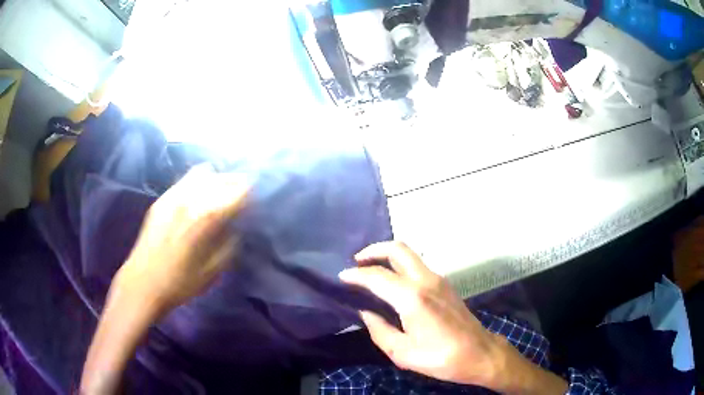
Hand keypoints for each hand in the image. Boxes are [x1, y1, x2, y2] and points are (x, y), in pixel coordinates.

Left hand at [118, 165, 248, 311]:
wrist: (142, 283)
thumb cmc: (180, 283)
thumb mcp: (213, 271)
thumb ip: (229, 244)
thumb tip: (236, 226)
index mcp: (205, 218)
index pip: (237, 191)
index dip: (249, 193)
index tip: (254, 201)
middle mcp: (190, 199)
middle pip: (221, 177)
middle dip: (236, 183)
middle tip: (241, 196)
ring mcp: (173, 196)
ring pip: (203, 173)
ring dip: (217, 180)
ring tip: (219, 194)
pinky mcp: (161, 199)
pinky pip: (185, 180)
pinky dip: (198, 183)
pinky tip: (198, 198)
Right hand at [339, 241, 500, 385]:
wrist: (479, 353)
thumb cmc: (441, 358)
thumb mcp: (403, 353)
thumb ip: (379, 330)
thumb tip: (365, 313)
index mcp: (413, 298)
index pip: (377, 276)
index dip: (356, 275)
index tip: (341, 277)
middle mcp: (426, 280)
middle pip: (397, 249)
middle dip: (373, 250)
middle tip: (356, 262)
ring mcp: (438, 280)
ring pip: (409, 254)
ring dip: (387, 256)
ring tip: (370, 271)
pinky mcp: (445, 285)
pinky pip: (417, 265)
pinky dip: (399, 265)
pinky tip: (391, 282)